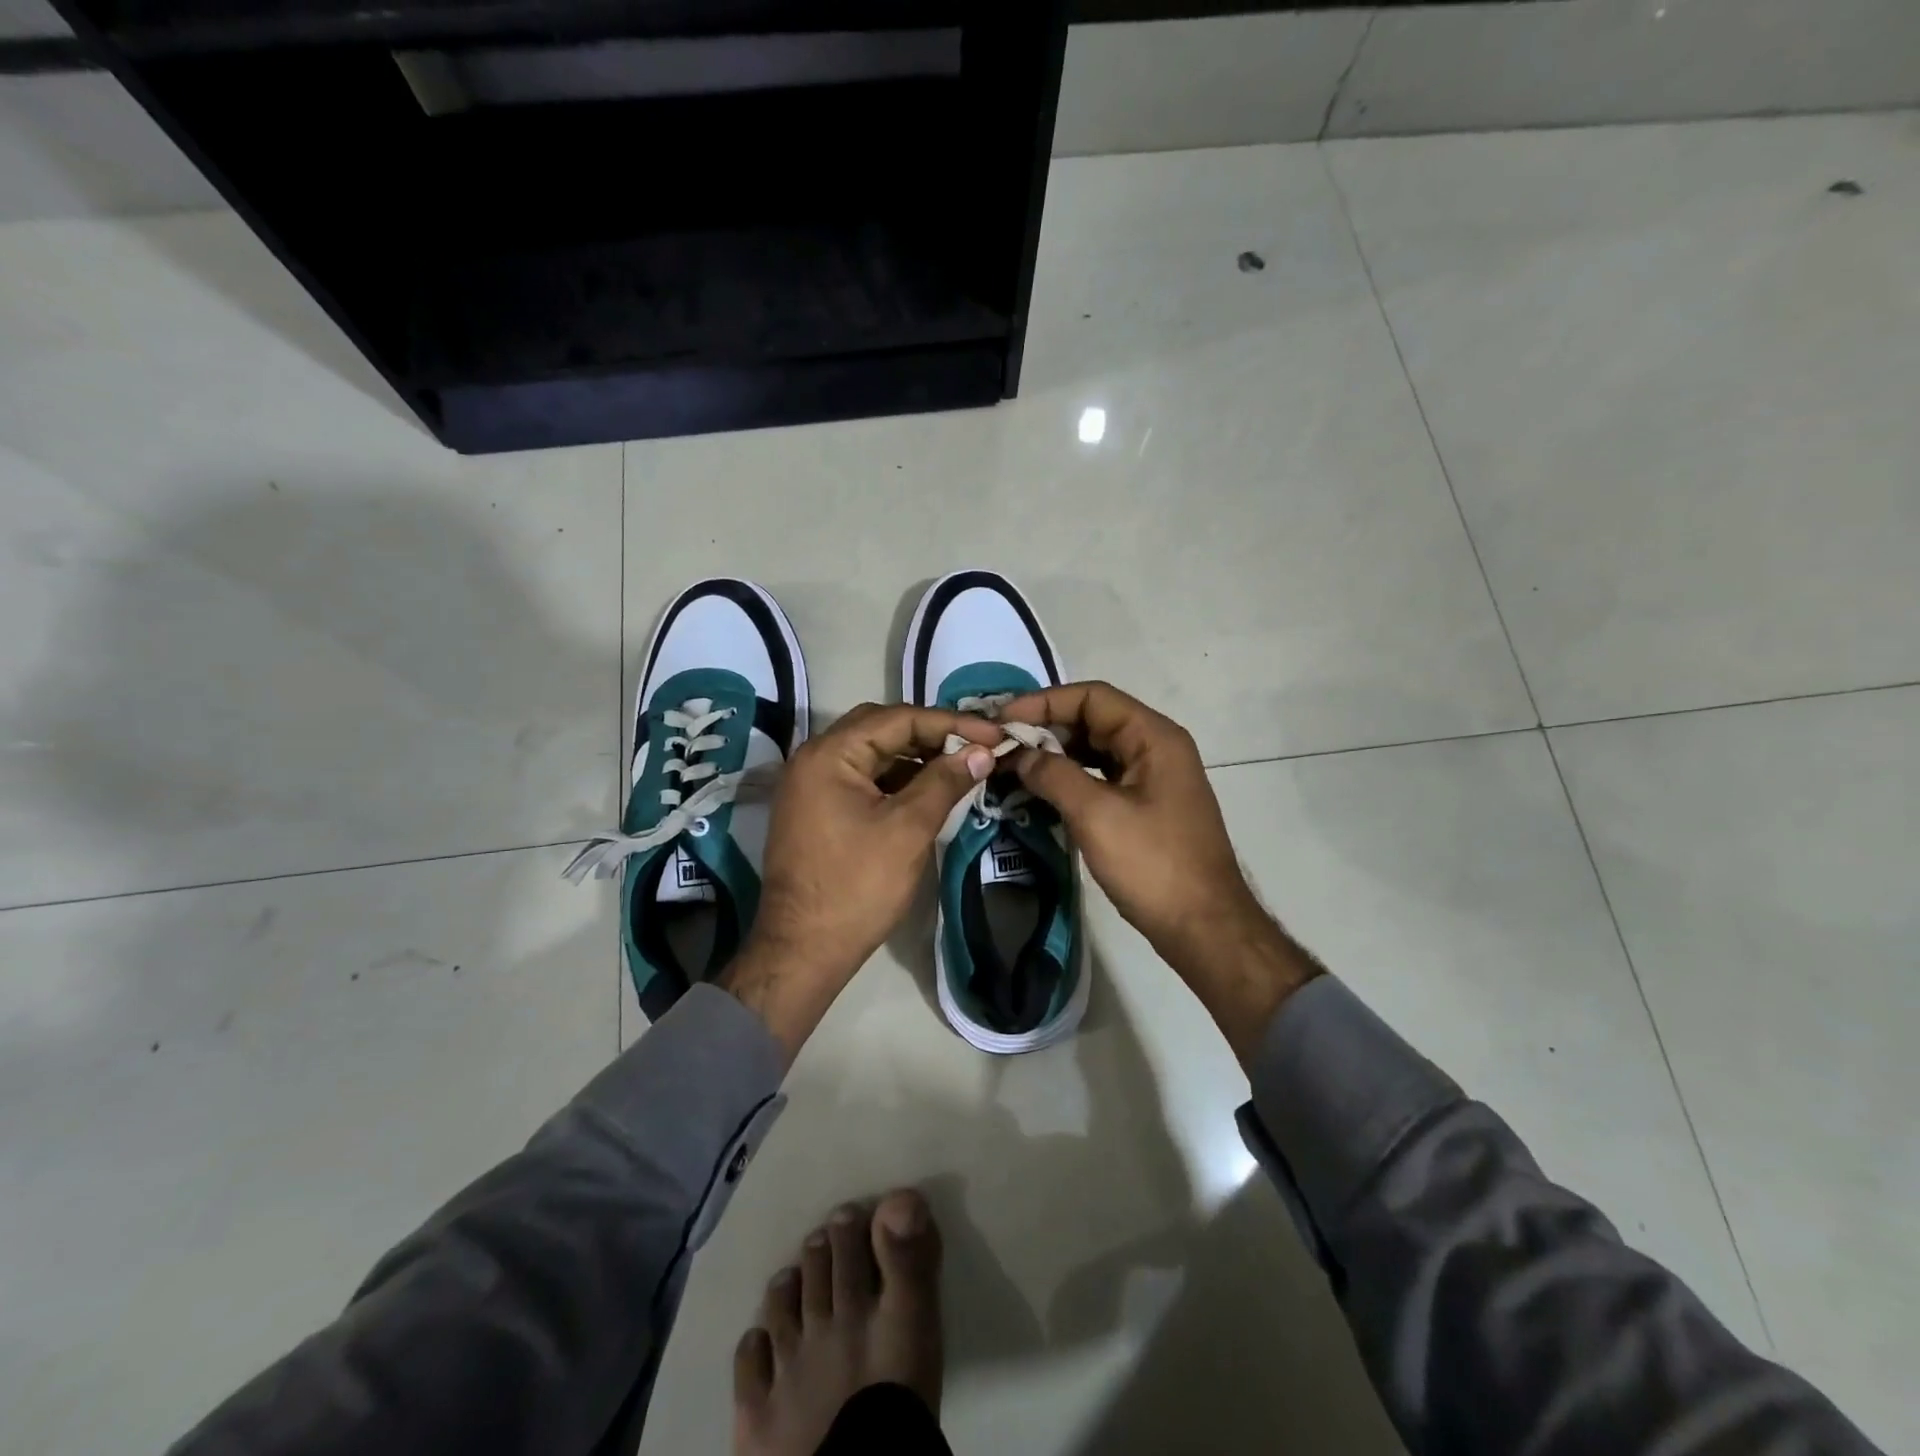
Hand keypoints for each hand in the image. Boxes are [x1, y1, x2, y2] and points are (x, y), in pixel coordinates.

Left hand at [722, 704, 999, 1058]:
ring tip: (960, 766)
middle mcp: (813, 758)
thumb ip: (945, 781)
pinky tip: (927, 790)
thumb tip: (983, 751)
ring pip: (872, 753)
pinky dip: (895, 779)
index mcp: (829, 754)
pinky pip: (861, 778)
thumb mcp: (908, 829)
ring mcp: (811, 785)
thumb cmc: (858, 886)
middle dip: (931, 734)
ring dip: (914, 756)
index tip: (994, 735)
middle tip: (976, 746)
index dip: (950, 723)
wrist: (803, 950)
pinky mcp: (816, 809)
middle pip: (881, 728)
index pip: (898, 718)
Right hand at [996, 681, 1323, 1061]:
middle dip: (1046, 728)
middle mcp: (1156, 747)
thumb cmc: (1152, 864)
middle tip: (1000, 744)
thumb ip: (1053, 775)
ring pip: (1095, 749)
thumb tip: (1019, 755)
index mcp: (1153, 737)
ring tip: (1012, 764)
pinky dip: (1070, 778)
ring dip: (1055, 754)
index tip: (1003, 720)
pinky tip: (1041, 790)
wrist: (1204, 926)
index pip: (1092, 697)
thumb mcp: (1096, 815)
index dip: (1044, 702)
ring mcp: (1152, 777)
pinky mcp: (1145, 804)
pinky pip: (1101, 777)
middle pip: (1093, 719)